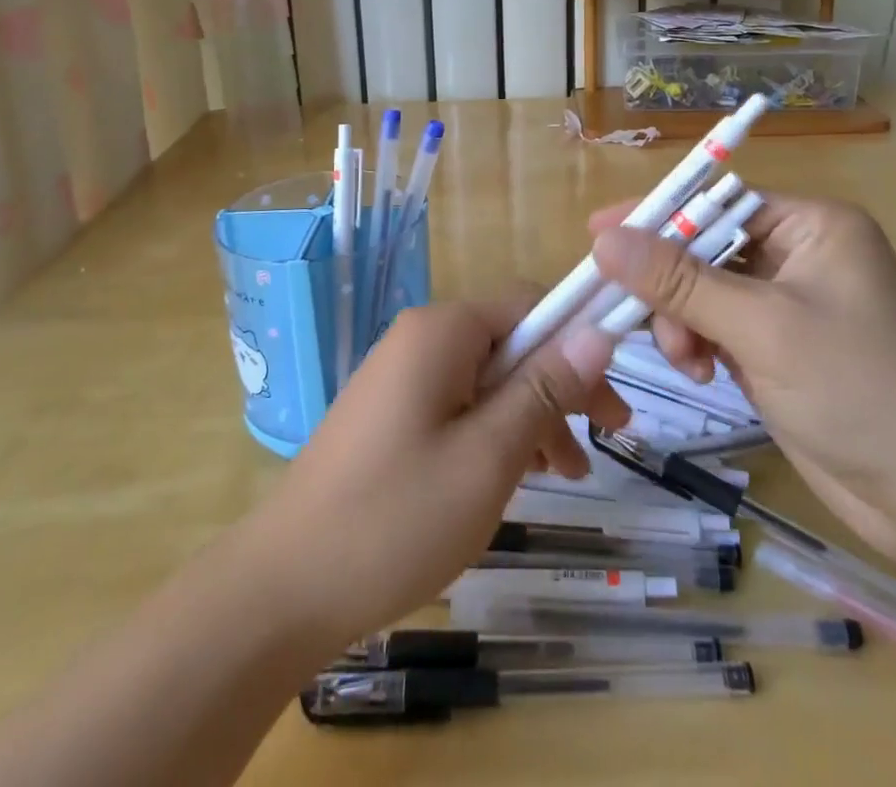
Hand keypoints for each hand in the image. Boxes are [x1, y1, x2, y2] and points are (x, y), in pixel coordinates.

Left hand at [243, 298, 629, 648]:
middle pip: (510, 343)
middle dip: (559, 387)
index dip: (580, 344)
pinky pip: (457, 404)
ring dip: (530, 416)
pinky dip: (493, 432)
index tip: (613, 404)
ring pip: (487, 378)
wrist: (282, 589)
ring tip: (564, 476)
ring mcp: (399, 376)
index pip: (530, 306)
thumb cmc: (396, 518)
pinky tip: (513, 477)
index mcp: (442, 331)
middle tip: (603, 444)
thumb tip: (597, 330)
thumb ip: (544, 388)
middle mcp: (420, 339)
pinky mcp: (389, 414)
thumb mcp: (489, 454)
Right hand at [589, 195, 895, 566]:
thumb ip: (680, 282)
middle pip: (703, 247)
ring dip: (681, 321)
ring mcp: (786, 304)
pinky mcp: (776, 347)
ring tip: (686, 360)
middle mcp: (798, 253)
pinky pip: (715, 327)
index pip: (715, 202)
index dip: (657, 216)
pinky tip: (700, 372)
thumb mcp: (762, 327)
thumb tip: (605, 240)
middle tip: (638, 320)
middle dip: (670, 285)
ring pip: (702, 291)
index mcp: (810, 225)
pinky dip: (698, 344)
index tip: (597, 232)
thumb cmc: (859, 389)